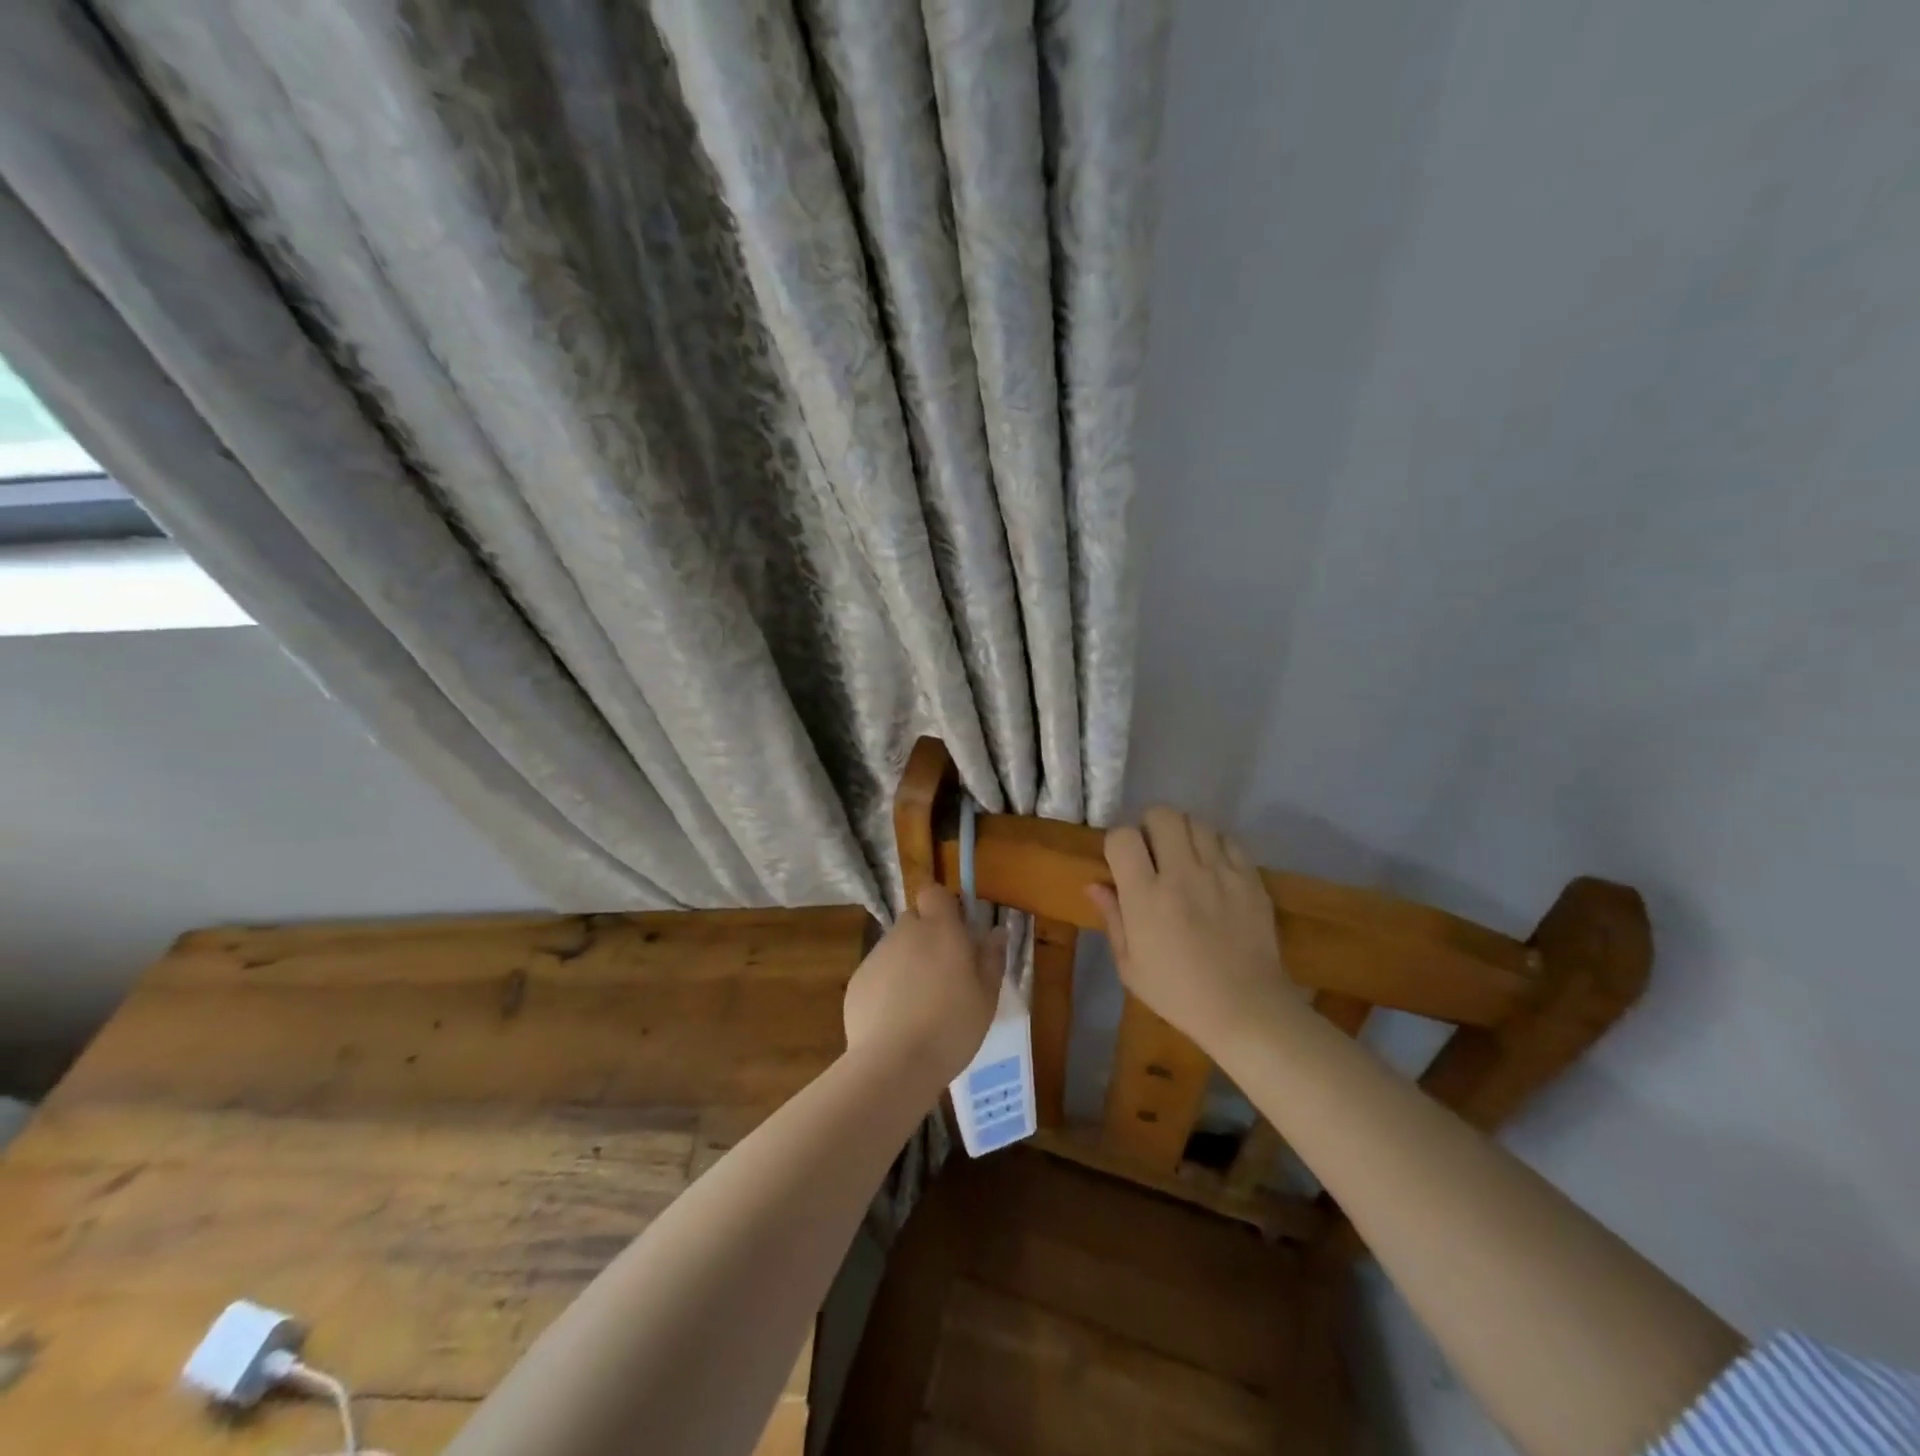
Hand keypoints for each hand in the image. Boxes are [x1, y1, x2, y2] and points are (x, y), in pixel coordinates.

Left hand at [843, 885, 1005, 1087]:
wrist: (894, 1064)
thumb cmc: (951, 1027)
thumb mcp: (986, 997)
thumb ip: (991, 958)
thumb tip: (996, 932)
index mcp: (940, 929)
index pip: (934, 892)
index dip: (943, 906)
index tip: (956, 931)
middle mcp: (905, 932)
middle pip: (914, 920)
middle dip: (927, 937)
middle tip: (944, 973)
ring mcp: (877, 955)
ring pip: (895, 947)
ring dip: (908, 963)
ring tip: (920, 1003)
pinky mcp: (857, 981)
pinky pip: (878, 973)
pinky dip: (887, 986)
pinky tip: (897, 1020)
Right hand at [1086, 808, 1287, 1049]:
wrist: (1247, 1010)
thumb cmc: (1179, 993)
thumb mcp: (1130, 966)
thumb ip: (1112, 918)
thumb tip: (1095, 884)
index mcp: (1146, 897)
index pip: (1123, 837)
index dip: (1118, 843)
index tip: (1122, 861)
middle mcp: (1182, 875)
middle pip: (1162, 815)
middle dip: (1151, 826)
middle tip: (1153, 852)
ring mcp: (1220, 873)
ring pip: (1196, 822)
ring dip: (1184, 834)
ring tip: (1184, 857)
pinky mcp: (1250, 878)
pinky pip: (1229, 840)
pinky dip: (1216, 845)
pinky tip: (1212, 867)